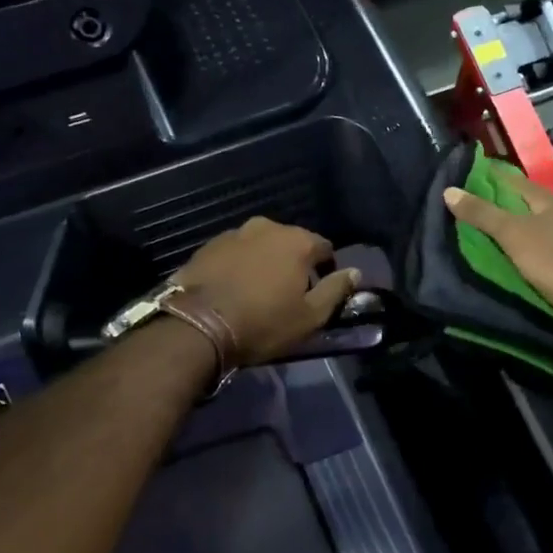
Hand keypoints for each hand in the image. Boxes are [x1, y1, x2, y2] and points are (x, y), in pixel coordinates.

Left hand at [175, 217, 358, 363]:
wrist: (197, 325)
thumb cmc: (263, 323)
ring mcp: (234, 233)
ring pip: (260, 246)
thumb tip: (355, 271)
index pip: (325, 248)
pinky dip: (238, 266)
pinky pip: (234, 253)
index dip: (326, 270)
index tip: (317, 293)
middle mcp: (267, 227)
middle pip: (291, 244)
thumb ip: (336, 290)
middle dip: (293, 264)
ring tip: (257, 292)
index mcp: (298, 241)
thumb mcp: (310, 316)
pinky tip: (232, 289)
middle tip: (287, 295)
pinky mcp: (207, 246)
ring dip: (264, 263)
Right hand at [443, 165, 552, 347]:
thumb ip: (482, 214)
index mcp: (547, 202)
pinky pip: (535, 259)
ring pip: (529, 234)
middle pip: (520, 206)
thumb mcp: (514, 234)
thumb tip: (449, 190)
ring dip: (506, 236)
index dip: (487, 175)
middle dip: (493, 207)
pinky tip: (501, 265)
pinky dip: (517, 259)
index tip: (459, 176)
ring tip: (472, 239)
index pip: (512, 180)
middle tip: (458, 211)